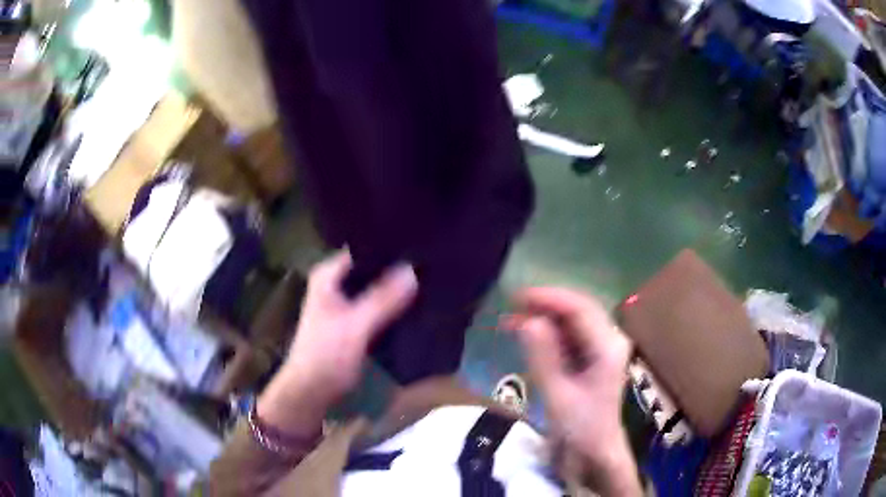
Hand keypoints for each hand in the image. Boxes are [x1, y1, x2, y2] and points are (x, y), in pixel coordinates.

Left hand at [258, 250, 416, 434]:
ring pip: (375, 287)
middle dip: (397, 267)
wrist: (311, 392)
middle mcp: (335, 284)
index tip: (420, 243)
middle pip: (371, 268)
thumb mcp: (356, 326)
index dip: (389, 247)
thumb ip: (382, 299)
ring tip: (429, 277)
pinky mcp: (353, 321)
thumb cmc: (326, 356)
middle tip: (430, 261)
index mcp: (328, 276)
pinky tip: (415, 302)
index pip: (363, 249)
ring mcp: (343, 303)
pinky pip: (377, 305)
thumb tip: (413, 269)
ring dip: (396, 287)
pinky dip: (392, 304)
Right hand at [509, 288, 639, 495]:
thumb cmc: (580, 427)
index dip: (549, 298)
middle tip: (513, 304)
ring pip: (575, 318)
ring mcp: (605, 346)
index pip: (579, 309)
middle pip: (580, 308)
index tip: (517, 296)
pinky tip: (530, 334)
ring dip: (547, 316)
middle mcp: (611, 339)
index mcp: (608, 347)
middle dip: (547, 303)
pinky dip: (551, 330)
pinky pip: (573, 333)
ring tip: (515, 318)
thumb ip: (543, 356)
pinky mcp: (596, 355)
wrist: (596, 450)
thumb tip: (526, 320)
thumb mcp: (557, 394)